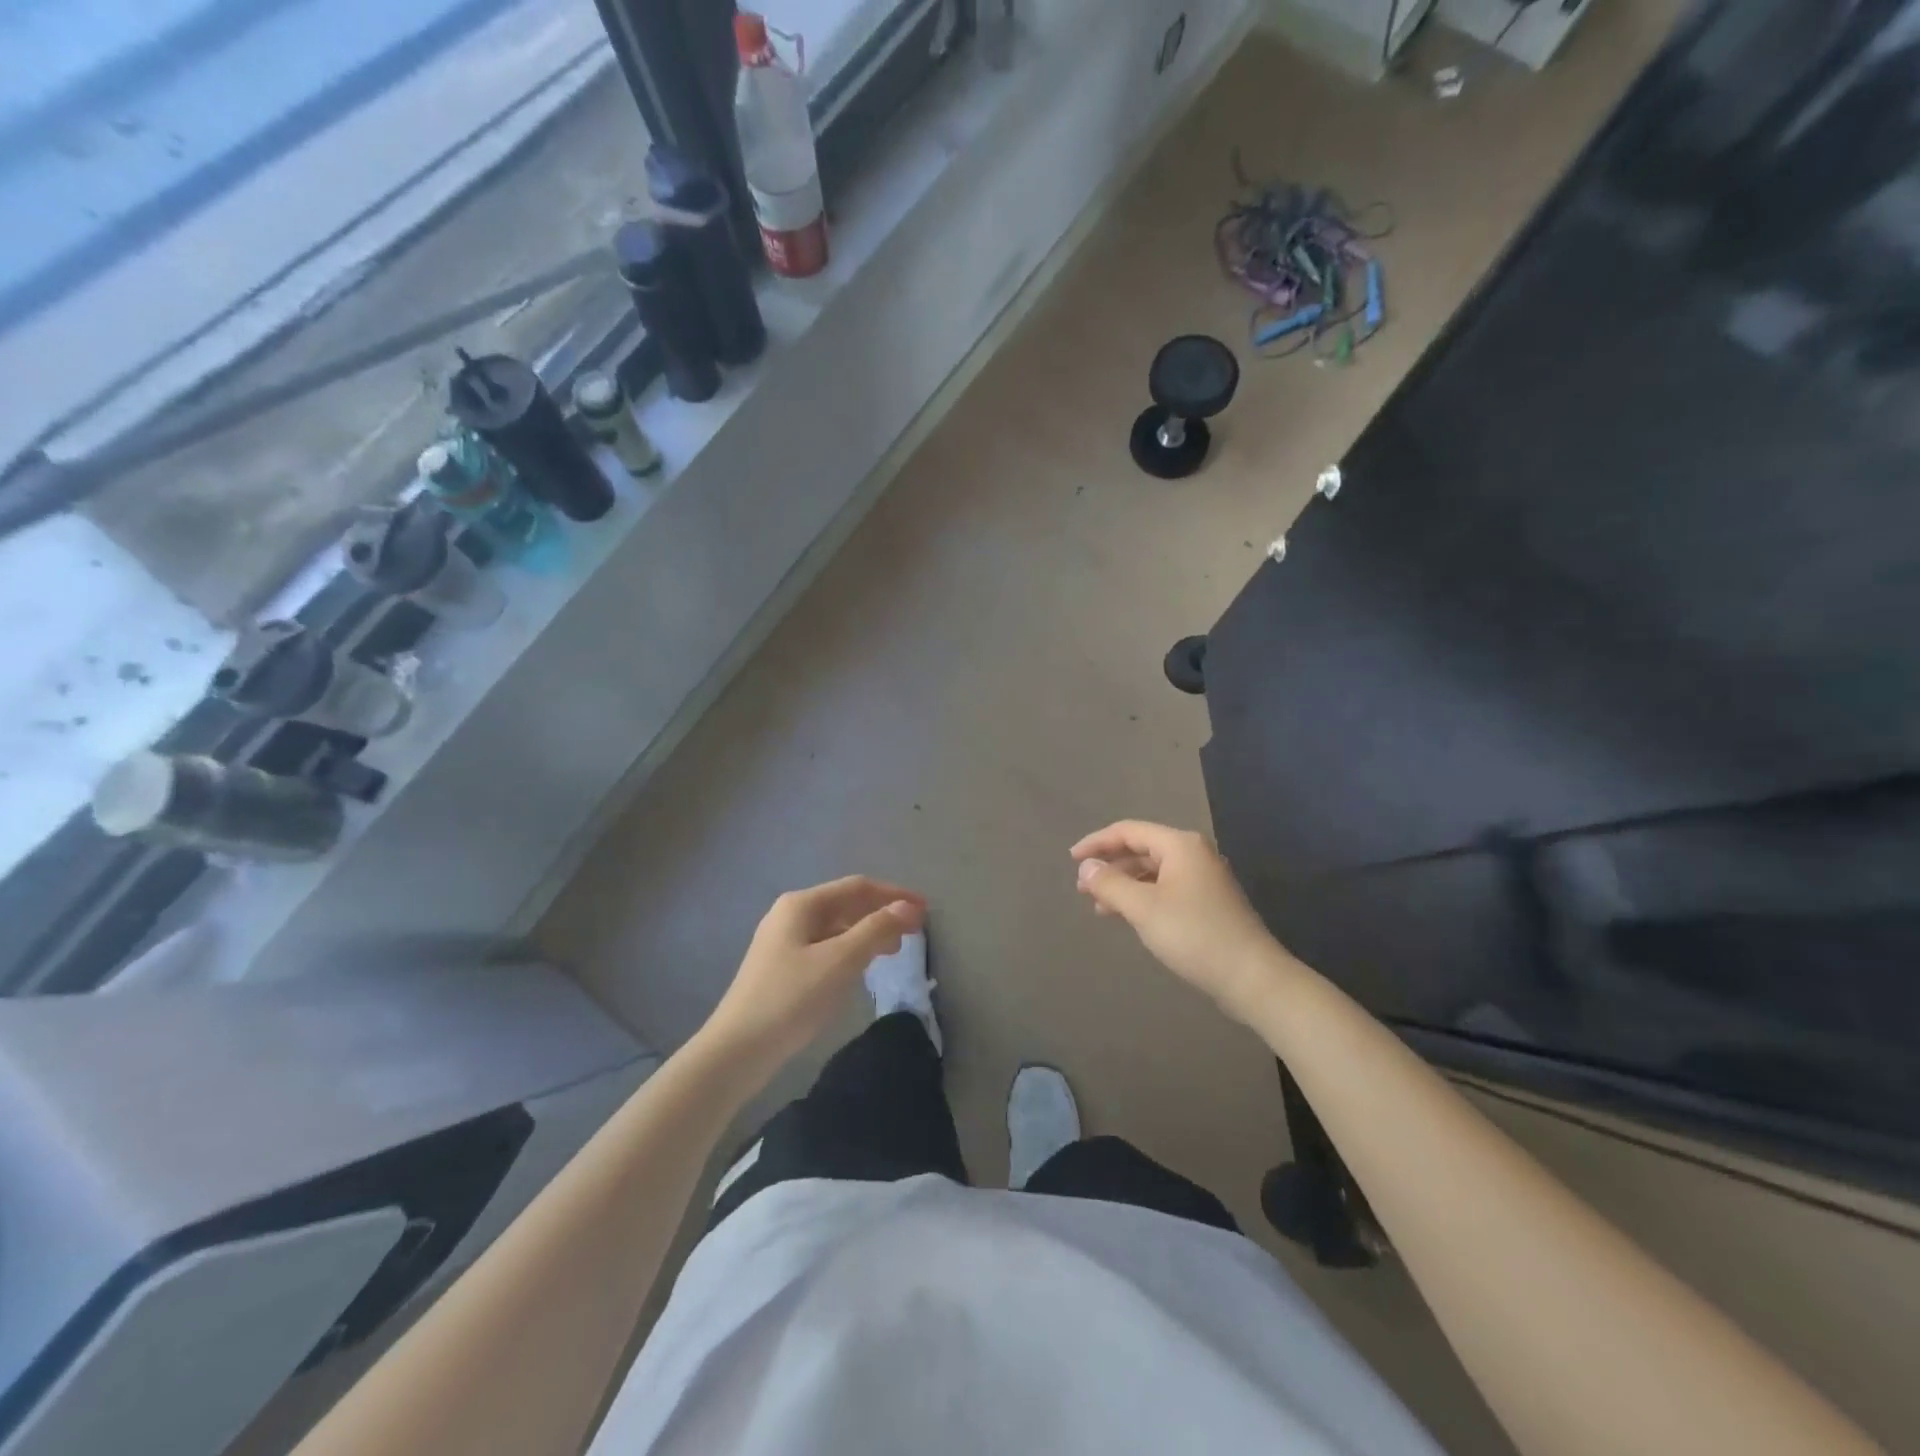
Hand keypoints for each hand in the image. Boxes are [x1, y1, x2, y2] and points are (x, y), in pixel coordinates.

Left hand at [704, 877, 926, 1067]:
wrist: (737, 1050)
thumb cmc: (792, 998)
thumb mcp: (840, 961)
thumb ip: (876, 930)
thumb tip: (909, 907)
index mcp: (802, 904)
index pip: (858, 887)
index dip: (894, 895)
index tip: (926, 911)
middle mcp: (790, 914)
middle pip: (846, 904)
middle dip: (882, 914)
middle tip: (913, 934)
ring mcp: (783, 941)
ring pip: (836, 927)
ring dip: (867, 933)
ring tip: (893, 951)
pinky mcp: (781, 967)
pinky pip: (825, 947)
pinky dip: (850, 951)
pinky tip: (861, 968)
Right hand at [1071, 821, 1285, 1024]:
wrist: (1252, 977)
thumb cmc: (1194, 935)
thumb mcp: (1143, 908)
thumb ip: (1110, 883)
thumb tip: (1087, 867)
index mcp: (1180, 845)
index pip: (1128, 831)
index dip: (1097, 843)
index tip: (1071, 860)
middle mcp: (1193, 854)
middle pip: (1141, 849)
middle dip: (1110, 866)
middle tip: (1082, 888)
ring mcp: (1203, 879)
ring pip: (1152, 871)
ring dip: (1124, 884)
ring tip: (1100, 907)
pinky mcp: (1208, 903)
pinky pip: (1165, 889)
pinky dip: (1142, 897)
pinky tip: (1128, 917)